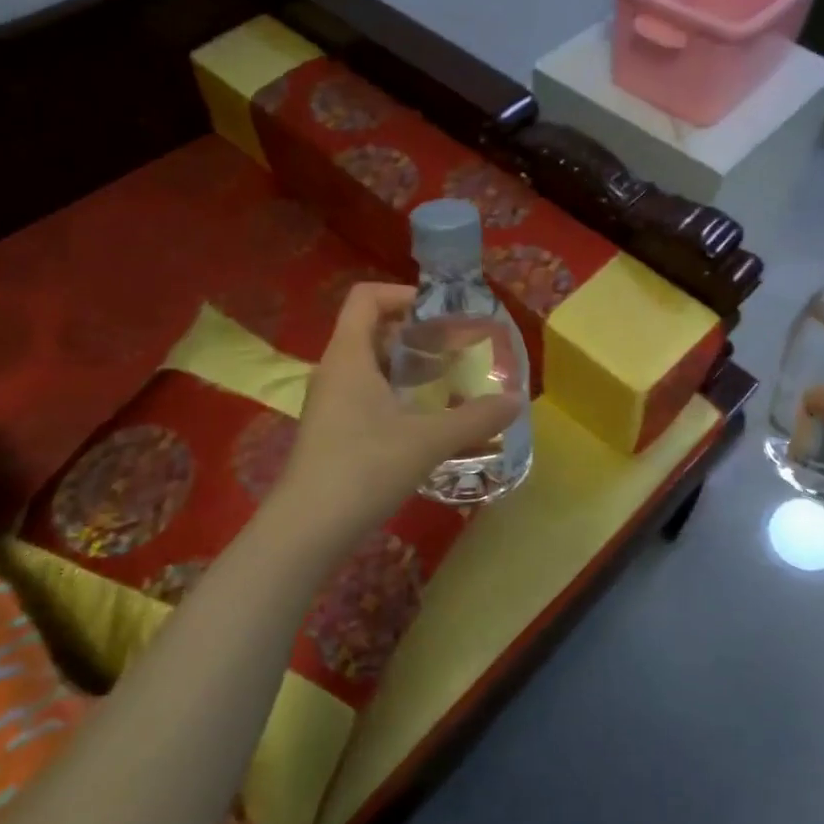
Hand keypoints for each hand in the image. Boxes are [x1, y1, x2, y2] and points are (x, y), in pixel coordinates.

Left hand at [281, 283, 519, 528]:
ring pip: (369, 365)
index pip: (366, 298)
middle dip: (415, 333)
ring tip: (447, 382)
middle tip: (455, 349)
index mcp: (348, 356)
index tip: (441, 315)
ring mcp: (329, 402)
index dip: (403, 295)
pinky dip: (395, 393)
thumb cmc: (364, 468)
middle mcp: (334, 370)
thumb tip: (516, 401)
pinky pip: (365, 393)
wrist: (307, 529)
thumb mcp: (428, 441)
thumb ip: (475, 418)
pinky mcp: (332, 430)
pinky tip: (423, 420)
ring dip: (407, 366)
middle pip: (372, 330)